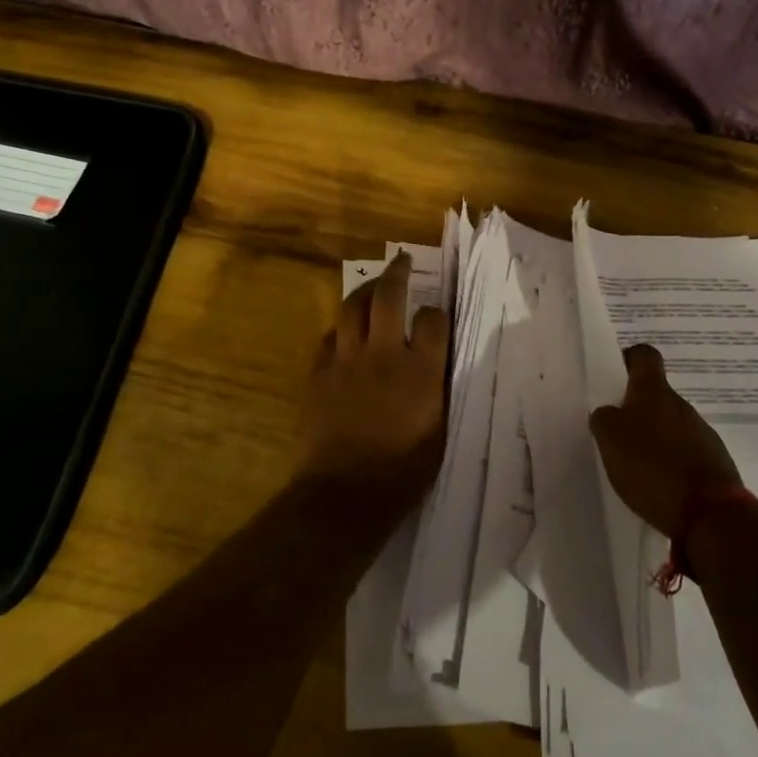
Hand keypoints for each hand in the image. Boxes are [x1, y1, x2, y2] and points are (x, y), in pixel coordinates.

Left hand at [303, 252, 448, 509]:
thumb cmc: (402, 472)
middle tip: (402, 261)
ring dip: (365, 292)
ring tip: (372, 287)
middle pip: (389, 296)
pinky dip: (340, 330)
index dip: (436, 313)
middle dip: (398, 272)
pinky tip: (345, 334)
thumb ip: (438, 389)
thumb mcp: (439, 431)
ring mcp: (346, 361)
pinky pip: (329, 338)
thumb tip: (436, 364)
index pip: (433, 319)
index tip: (435, 316)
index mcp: (421, 371)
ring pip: (353, 308)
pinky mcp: (318, 373)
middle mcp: (384, 355)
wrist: (344, 494)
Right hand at [588, 344, 741, 539]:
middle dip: (636, 410)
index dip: (629, 359)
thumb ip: (603, 418)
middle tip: (616, 432)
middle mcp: (681, 406)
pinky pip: (686, 453)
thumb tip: (609, 413)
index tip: (615, 374)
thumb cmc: (652, 466)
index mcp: (654, 392)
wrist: (709, 514)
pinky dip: (671, 463)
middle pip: (656, 395)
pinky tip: (659, 485)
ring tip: (636, 465)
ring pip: (671, 425)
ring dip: (655, 438)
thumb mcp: (609, 438)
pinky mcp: (715, 463)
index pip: (644, 356)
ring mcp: (702, 434)